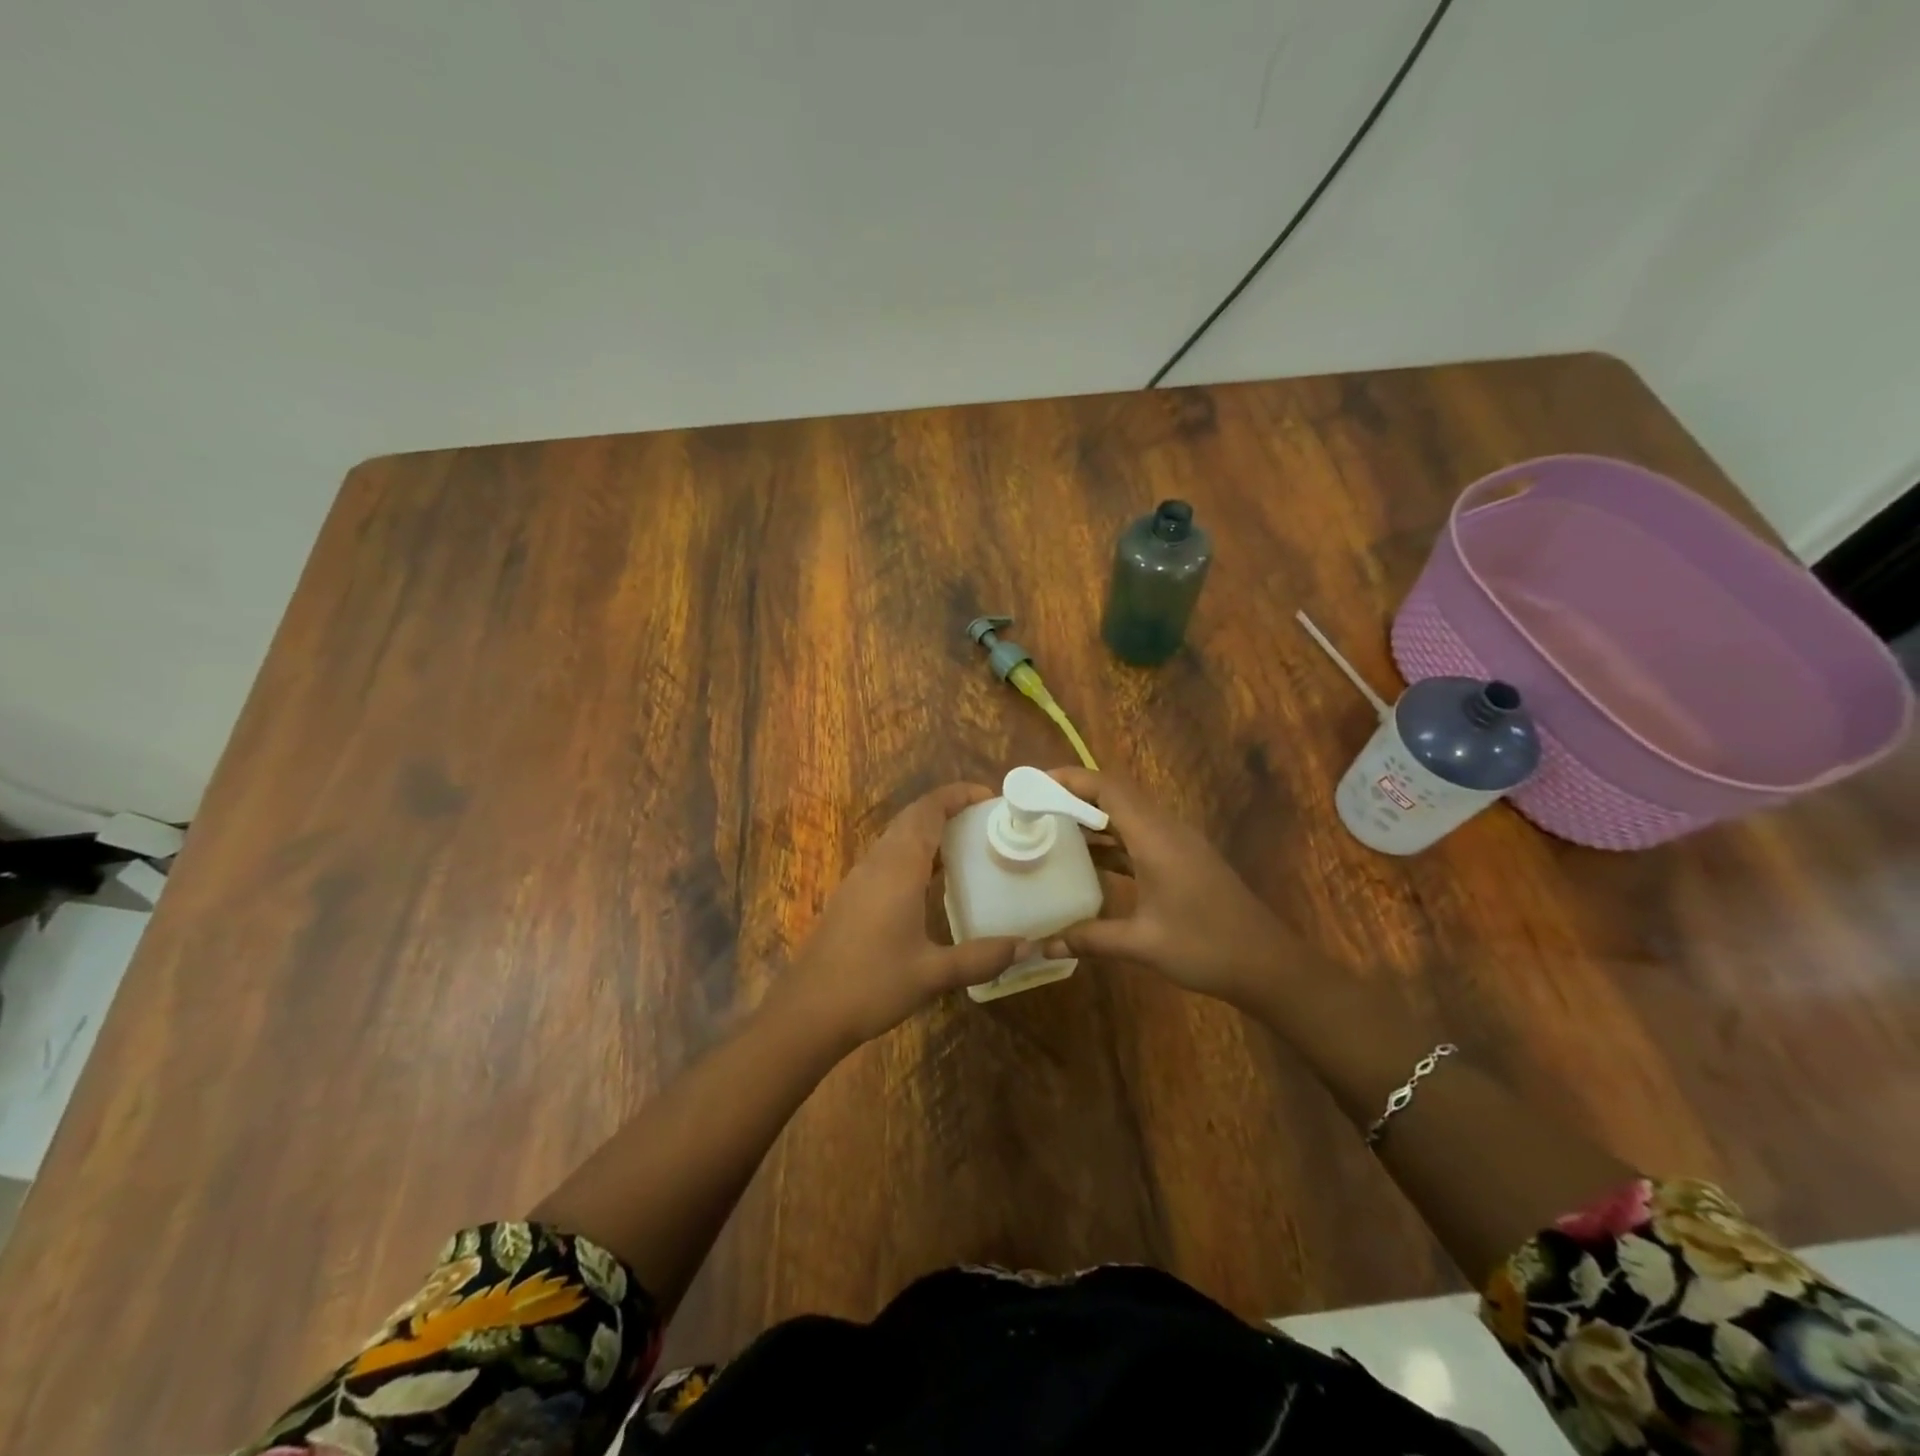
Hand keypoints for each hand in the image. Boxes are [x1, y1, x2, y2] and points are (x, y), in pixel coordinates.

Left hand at [771, 783, 1026, 1049]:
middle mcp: (877, 863)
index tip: (989, 797)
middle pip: (912, 818)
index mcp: (898, 868)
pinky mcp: (851, 897)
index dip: (957, 795)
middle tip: (986, 821)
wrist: (807, 1012)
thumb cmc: (872, 985)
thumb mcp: (933, 974)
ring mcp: (859, 879)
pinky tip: (932, 882)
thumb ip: (981, 957)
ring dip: (929, 831)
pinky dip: (914, 854)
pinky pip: (887, 858)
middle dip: (948, 809)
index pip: (928, 811)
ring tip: (967, 846)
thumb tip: (1027, 947)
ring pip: (897, 837)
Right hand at [1040, 768, 1297, 1006]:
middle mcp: (1166, 830)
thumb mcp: (1142, 944)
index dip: (1070, 779)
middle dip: (1074, 794)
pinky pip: (1139, 835)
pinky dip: (1111, 839)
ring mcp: (1177, 844)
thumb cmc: (1206, 947)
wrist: (1268, 964)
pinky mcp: (1183, 859)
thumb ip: (1090, 939)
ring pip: (1128, 815)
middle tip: (1034, 806)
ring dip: (1092, 817)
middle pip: (1116, 795)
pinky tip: (1088, 859)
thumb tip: (1042, 945)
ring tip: (1051, 827)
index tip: (1034, 784)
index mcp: (1156, 838)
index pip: (1108, 788)